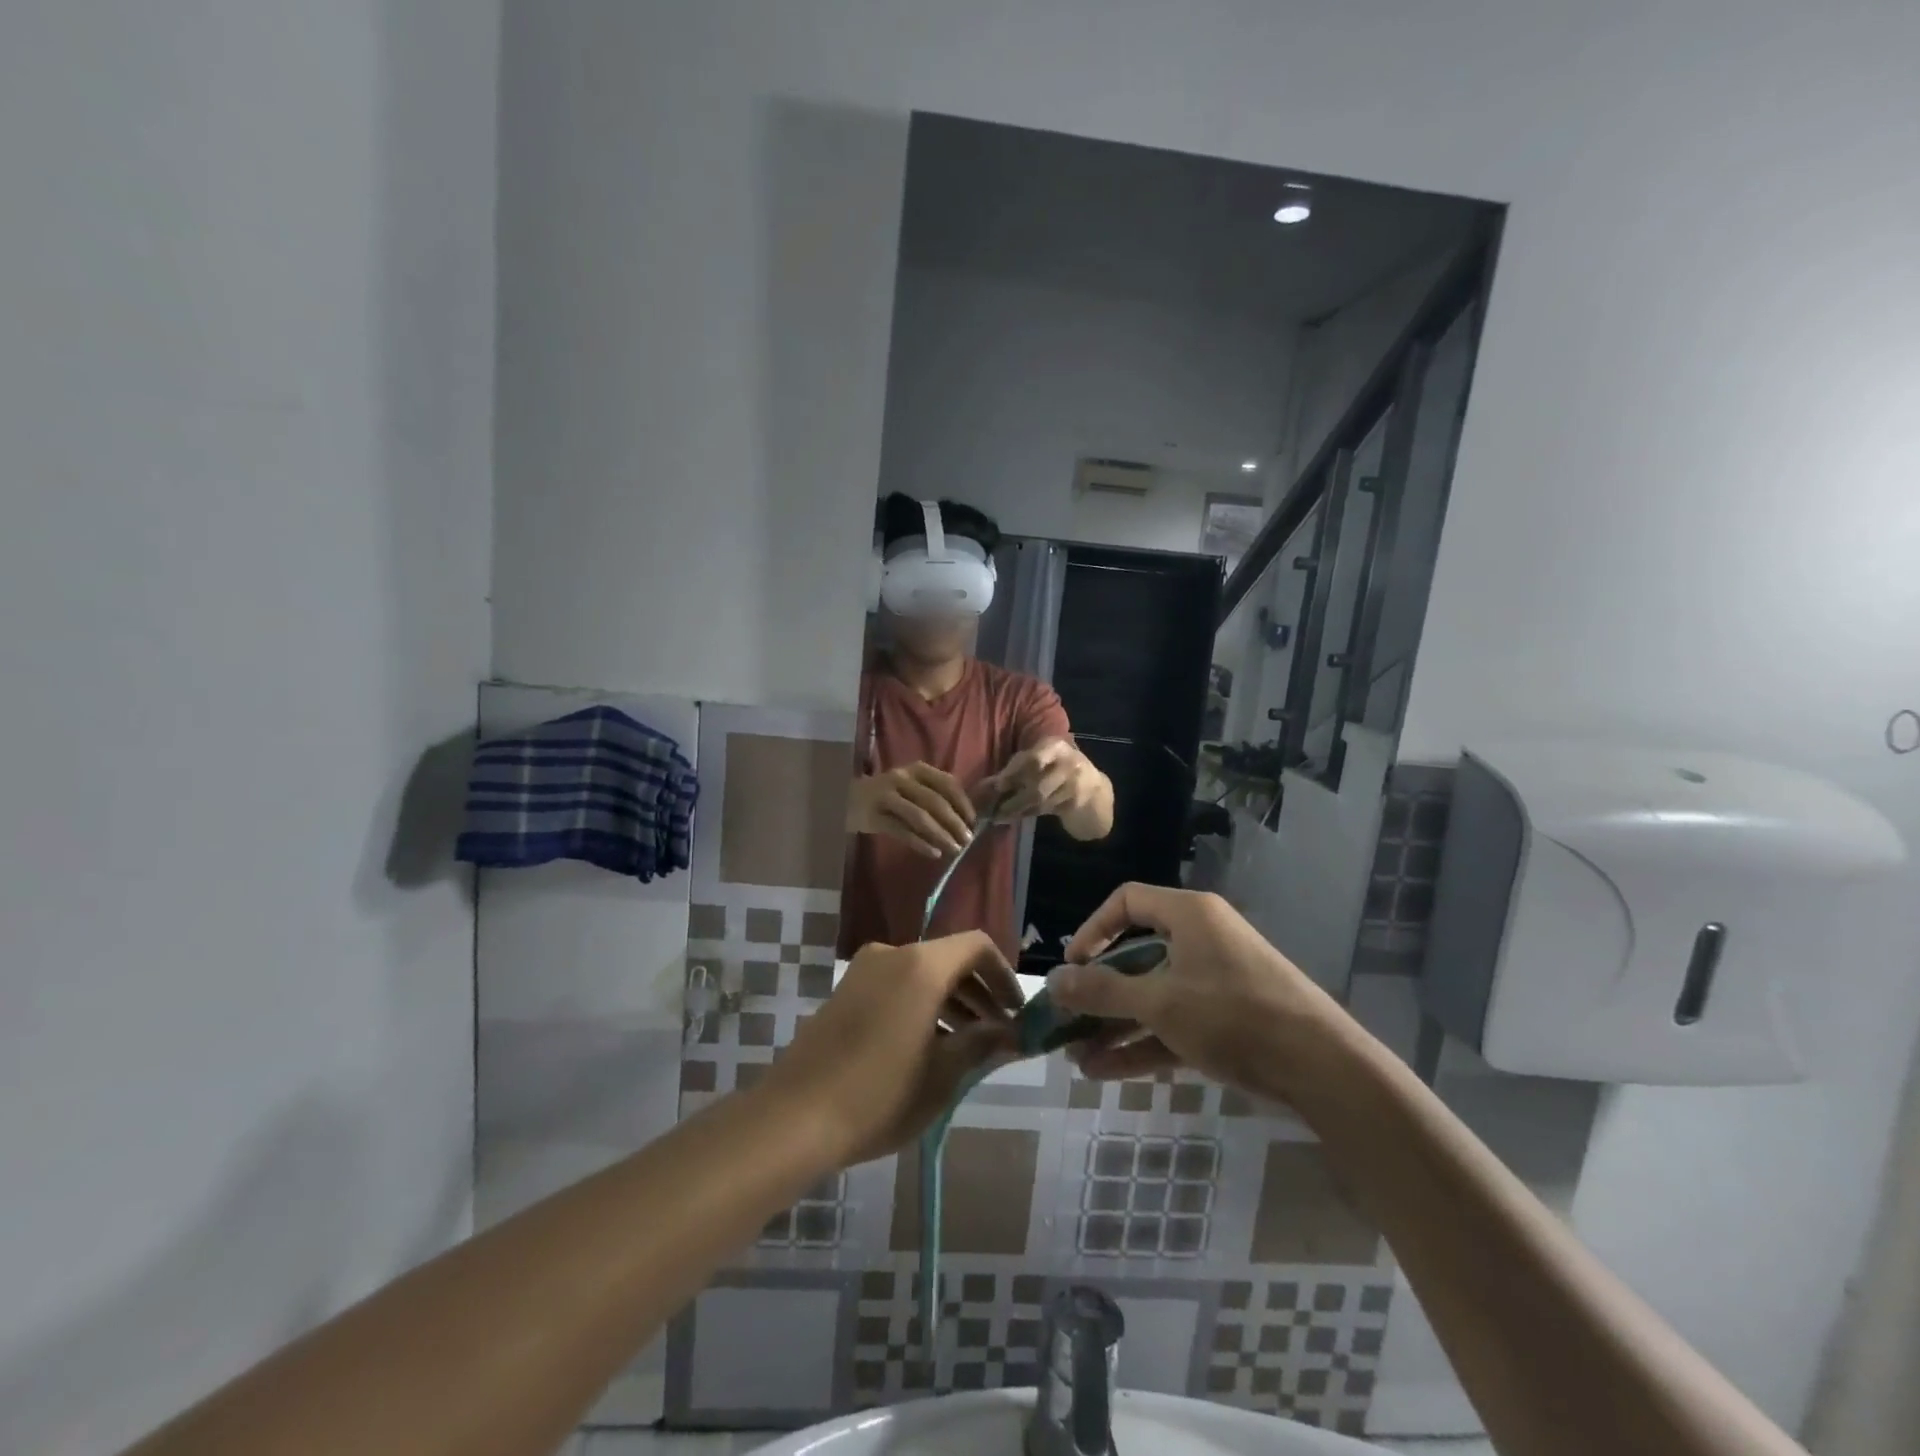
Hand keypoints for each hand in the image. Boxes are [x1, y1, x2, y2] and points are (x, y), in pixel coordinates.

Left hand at [760, 933, 1023, 1166]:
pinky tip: (928, 1048)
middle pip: (948, 959)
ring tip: (967, 1046)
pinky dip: (921, 1005)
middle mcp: (892, 955)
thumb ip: (982, 1044)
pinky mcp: (845, 991)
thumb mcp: (942, 1075)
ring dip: (950, 1001)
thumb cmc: (879, 1095)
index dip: (1003, 974)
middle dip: (978, 993)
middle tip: (998, 1033)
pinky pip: (896, 985)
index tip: (1016, 1011)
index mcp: (921, 965)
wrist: (793, 1118)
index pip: (976, 946)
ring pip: (921, 974)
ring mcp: (863, 971)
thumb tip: (1013, 1033)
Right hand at [847, 762, 976, 858]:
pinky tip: (933, 853)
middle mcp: (901, 778)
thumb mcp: (911, 787)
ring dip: (940, 835)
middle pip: (934, 801)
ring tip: (954, 849)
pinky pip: (902, 832)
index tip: (972, 820)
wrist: (847, 799)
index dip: (962, 802)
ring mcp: (886, 797)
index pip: (946, 782)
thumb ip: (933, 795)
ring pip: (919, 817)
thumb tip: (964, 819)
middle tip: (967, 840)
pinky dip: (920, 844)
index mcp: (916, 769)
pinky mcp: (874, 816)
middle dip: (954, 822)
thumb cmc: (888, 795)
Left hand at [979, 738, 1099, 820]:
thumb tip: (984, 784)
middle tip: (994, 808)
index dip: (1013, 772)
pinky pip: (1047, 809)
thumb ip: (1017, 768)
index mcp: (1055, 746)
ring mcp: (1075, 783)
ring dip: (1017, 810)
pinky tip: (1015, 817)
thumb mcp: (1042, 761)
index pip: (1032, 759)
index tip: (997, 785)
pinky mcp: (1076, 802)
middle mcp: (1068, 762)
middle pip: (1037, 784)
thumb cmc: (1058, 770)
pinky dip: (1028, 814)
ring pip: (1040, 800)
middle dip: (1015, 798)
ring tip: (999, 816)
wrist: (1094, 790)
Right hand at [1047, 884, 1344, 1102]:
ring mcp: (1215, 982)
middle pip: (1136, 955)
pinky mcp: (1226, 1020)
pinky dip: (1141, 1043)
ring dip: (1114, 1025)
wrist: (1322, 1068)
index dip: (1093, 929)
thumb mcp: (1160, 1002)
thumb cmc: (1233, 1015)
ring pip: (1152, 996)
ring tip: (1075, 1057)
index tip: (1073, 966)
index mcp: (1189, 915)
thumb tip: (1053, 979)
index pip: (1127, 901)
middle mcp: (1200, 940)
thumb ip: (1103, 991)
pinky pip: (1173, 1023)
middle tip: (1067, 1019)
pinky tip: (1104, 1072)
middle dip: (1099, 992)